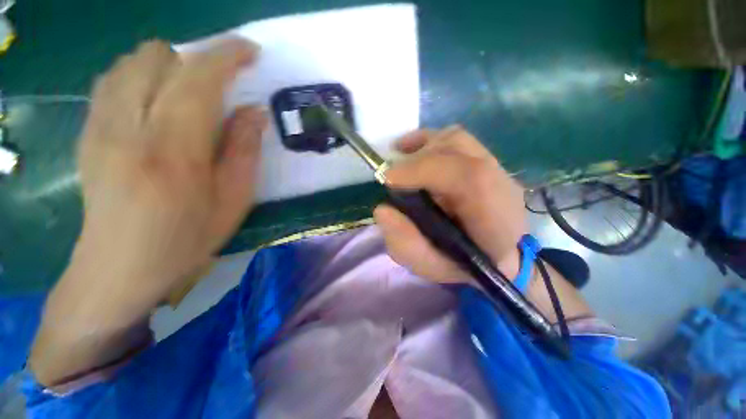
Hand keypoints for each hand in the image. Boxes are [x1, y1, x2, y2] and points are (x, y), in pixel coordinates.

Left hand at [31, 39, 265, 384]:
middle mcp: (129, 126)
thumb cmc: (187, 239)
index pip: (199, 78)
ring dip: (167, 68)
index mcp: (174, 150)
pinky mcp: (87, 132)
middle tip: (219, 88)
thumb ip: (244, 151)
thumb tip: (253, 111)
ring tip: (188, 96)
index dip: (227, 55)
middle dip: (196, 61)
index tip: (250, 51)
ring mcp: (100, 126)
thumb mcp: (234, 201)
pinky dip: (140, 78)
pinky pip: (112, 80)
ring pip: (131, 62)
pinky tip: (155, 105)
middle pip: (158, 57)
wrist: (118, 269)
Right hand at [374, 126, 527, 282]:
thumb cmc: (463, 265)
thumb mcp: (430, 265)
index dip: (423, 169)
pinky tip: (410, 148)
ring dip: (422, 148)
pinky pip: (457, 138)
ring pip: (455, 139)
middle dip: (416, 161)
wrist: (498, 256)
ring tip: (401, 163)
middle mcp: (500, 183)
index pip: (466, 176)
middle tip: (392, 179)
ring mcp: (497, 167)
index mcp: (494, 215)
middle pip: (457, 149)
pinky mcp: (487, 160)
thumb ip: (405, 243)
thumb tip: (382, 210)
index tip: (388, 179)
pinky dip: (430, 139)